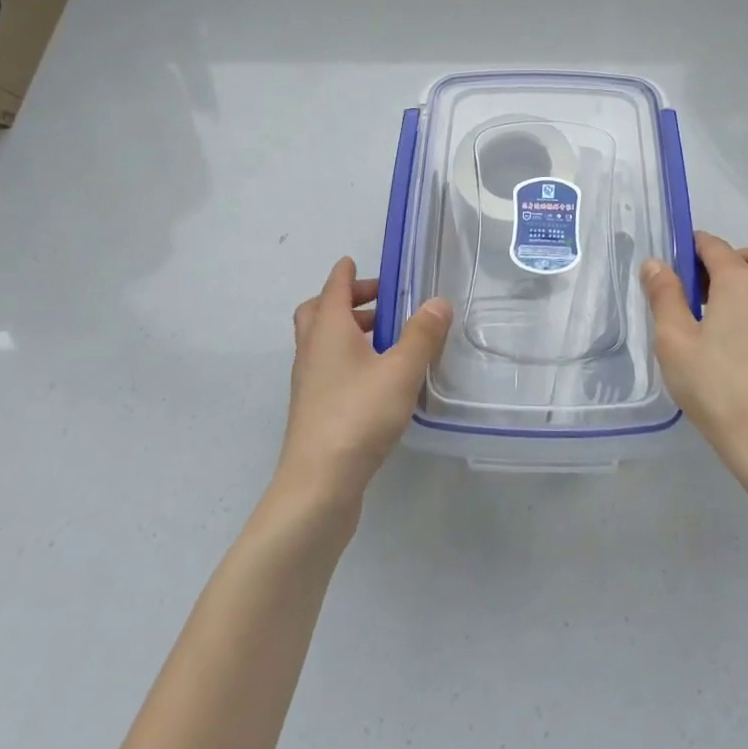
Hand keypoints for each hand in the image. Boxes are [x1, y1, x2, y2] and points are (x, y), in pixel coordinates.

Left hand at [278, 258, 451, 507]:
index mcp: (329, 330)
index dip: (346, 273)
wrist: (317, 487)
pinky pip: (329, 369)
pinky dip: (349, 359)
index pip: (334, 288)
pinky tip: (378, 379)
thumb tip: (438, 301)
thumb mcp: (401, 371)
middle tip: (379, 303)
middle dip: (346, 301)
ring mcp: (309, 383)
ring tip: (387, 340)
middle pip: (319, 312)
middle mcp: (312, 351)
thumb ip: (422, 335)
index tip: (356, 261)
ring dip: (350, 331)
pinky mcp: (314, 411)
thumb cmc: (358, 416)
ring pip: (324, 342)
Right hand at [640, 232, 747, 481]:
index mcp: (741, 283)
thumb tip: (656, 263)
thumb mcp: (674, 339)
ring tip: (710, 315)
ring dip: (746, 283)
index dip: (691, 246)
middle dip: (733, 258)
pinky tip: (728, 343)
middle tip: (704, 286)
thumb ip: (664, 296)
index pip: (715, 246)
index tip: (670, 264)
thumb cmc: (716, 385)